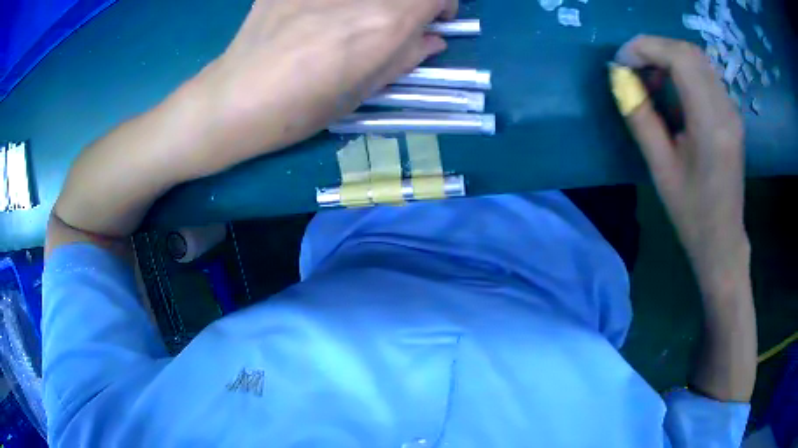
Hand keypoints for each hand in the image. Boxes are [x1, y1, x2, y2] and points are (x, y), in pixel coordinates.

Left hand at [184, 0, 456, 177]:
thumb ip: (404, 58)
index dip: (443, 5)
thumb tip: (432, 39)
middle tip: (395, 20)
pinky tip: (316, 16)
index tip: (433, 20)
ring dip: (371, 3)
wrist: (232, 101)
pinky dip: (334, 3)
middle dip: (408, 4)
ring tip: (350, 21)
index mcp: (382, 23)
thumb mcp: (362, 92)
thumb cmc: (297, 110)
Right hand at [616, 36, 748, 294]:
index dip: (646, 49)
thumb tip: (620, 79)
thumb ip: (640, 117)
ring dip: (667, 57)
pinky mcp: (730, 112)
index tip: (622, 63)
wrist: (723, 238)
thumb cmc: (691, 212)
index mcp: (710, 125)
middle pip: (689, 51)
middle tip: (632, 67)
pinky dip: (681, 69)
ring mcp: (731, 109)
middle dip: (654, 49)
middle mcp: (725, 109)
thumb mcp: (660, 168)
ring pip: (697, 59)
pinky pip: (704, 74)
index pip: (680, 59)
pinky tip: (669, 88)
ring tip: (648, 78)